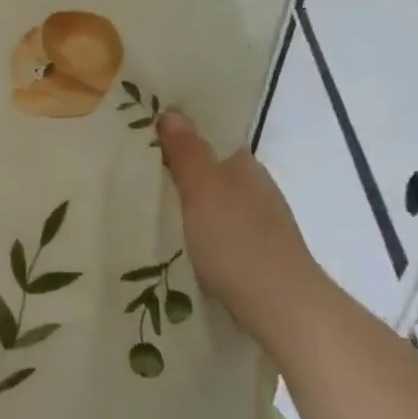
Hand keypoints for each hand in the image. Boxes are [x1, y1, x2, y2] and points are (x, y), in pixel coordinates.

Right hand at [156, 110, 328, 354]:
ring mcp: (260, 224)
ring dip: (188, 207)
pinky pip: (219, 233)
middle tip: (136, 177)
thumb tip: (171, 112)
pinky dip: (199, 234)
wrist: (282, 305)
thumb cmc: (237, 240)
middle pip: (211, 173)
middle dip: (180, 174)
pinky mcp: (256, 255)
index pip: (210, 141)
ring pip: (215, 205)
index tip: (144, 143)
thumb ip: (187, 153)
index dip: (180, 139)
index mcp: (245, 167)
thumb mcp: (202, 190)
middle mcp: (256, 189)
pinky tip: (178, 244)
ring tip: (148, 212)